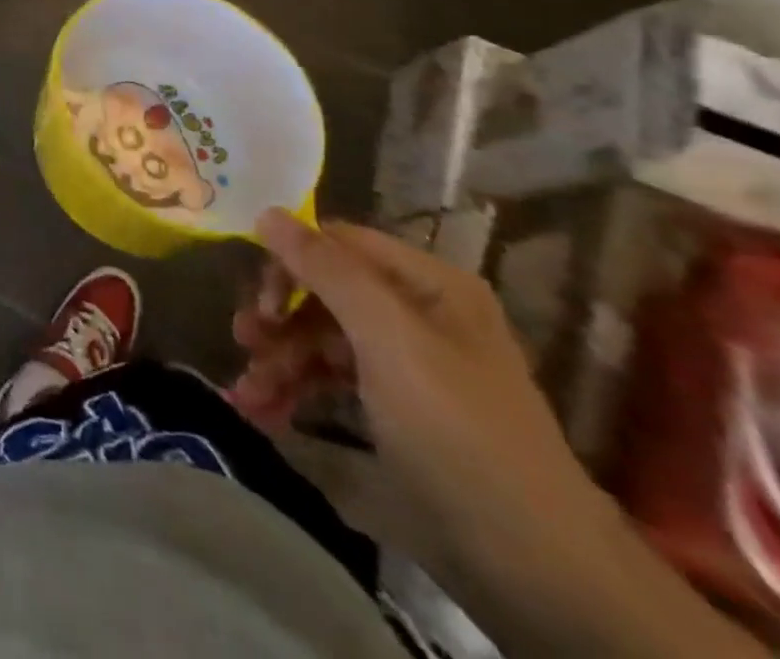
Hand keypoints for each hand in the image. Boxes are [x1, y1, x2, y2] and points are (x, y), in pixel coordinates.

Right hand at [231, 211, 598, 557]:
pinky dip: (297, 390)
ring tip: (246, 393)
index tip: (260, 303)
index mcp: (427, 284)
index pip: (338, 243)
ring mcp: (406, 362)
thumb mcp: (388, 338)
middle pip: (325, 291)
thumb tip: (266, 211)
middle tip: (245, 343)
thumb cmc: (457, 430)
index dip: (291, 263)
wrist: (535, 568)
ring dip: (279, 360)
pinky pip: (333, 379)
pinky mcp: (396, 408)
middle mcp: (417, 312)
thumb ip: (326, 270)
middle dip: (280, 318)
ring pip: (322, 338)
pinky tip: (264, 411)